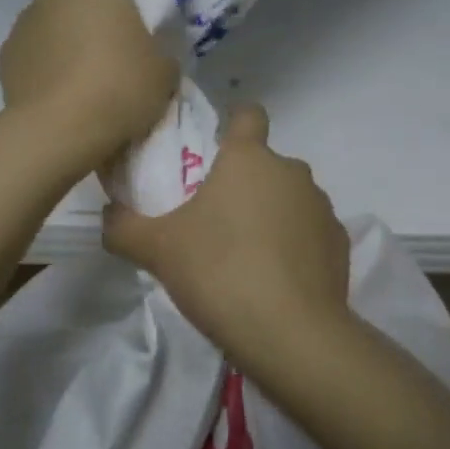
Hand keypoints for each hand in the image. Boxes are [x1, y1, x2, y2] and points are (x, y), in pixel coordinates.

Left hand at [0, 0, 178, 163]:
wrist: (62, 131)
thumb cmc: (121, 84)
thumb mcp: (164, 67)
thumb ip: (156, 45)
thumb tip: (147, 49)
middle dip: (83, 11)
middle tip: (109, 43)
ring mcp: (21, 25)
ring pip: (47, 24)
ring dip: (62, 41)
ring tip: (84, 77)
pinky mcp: (4, 61)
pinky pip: (32, 56)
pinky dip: (44, 68)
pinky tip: (61, 95)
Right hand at [102, 105, 351, 368]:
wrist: (291, 334)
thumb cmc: (219, 273)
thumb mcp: (156, 250)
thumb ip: (123, 226)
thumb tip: (109, 214)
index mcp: (249, 158)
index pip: (248, 114)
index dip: (233, 125)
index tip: (215, 150)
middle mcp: (292, 172)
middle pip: (265, 164)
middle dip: (243, 184)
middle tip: (213, 222)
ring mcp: (322, 207)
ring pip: (289, 198)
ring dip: (270, 215)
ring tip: (245, 258)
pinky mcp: (341, 243)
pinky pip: (310, 232)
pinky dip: (295, 246)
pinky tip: (276, 280)